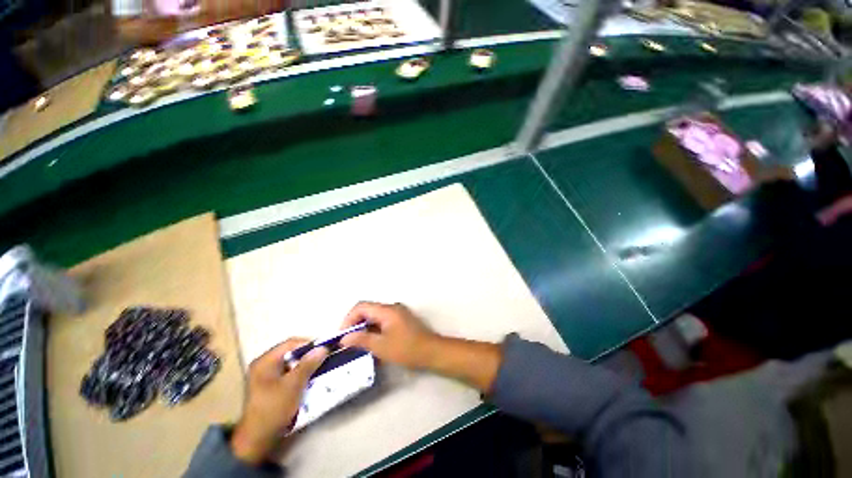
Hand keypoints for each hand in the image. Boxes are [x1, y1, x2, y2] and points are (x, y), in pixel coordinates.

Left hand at [230, 339, 327, 464]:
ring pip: (293, 364)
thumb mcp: (293, 385)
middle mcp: (265, 365)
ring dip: (308, 365)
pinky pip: (291, 374)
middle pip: (292, 353)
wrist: (257, 441)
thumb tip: (323, 348)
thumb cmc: (273, 410)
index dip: (310, 344)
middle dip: (310, 355)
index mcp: (265, 361)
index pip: (291, 343)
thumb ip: (308, 364)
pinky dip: (303, 374)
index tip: (326, 348)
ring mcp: (267, 377)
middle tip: (326, 357)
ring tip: (323, 367)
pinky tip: (313, 378)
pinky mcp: (272, 387)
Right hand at [340, 302, 440, 369]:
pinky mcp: (401, 320)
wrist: (431, 351)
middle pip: (368, 310)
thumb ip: (361, 340)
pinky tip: (372, 344)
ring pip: (375, 316)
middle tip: (348, 341)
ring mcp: (398, 313)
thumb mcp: (381, 346)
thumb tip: (345, 338)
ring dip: (365, 328)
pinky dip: (374, 330)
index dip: (348, 319)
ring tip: (358, 345)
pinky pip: (383, 321)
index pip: (361, 307)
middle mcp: (392, 307)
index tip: (342, 336)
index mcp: (386, 310)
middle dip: (355, 324)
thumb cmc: (406, 349)